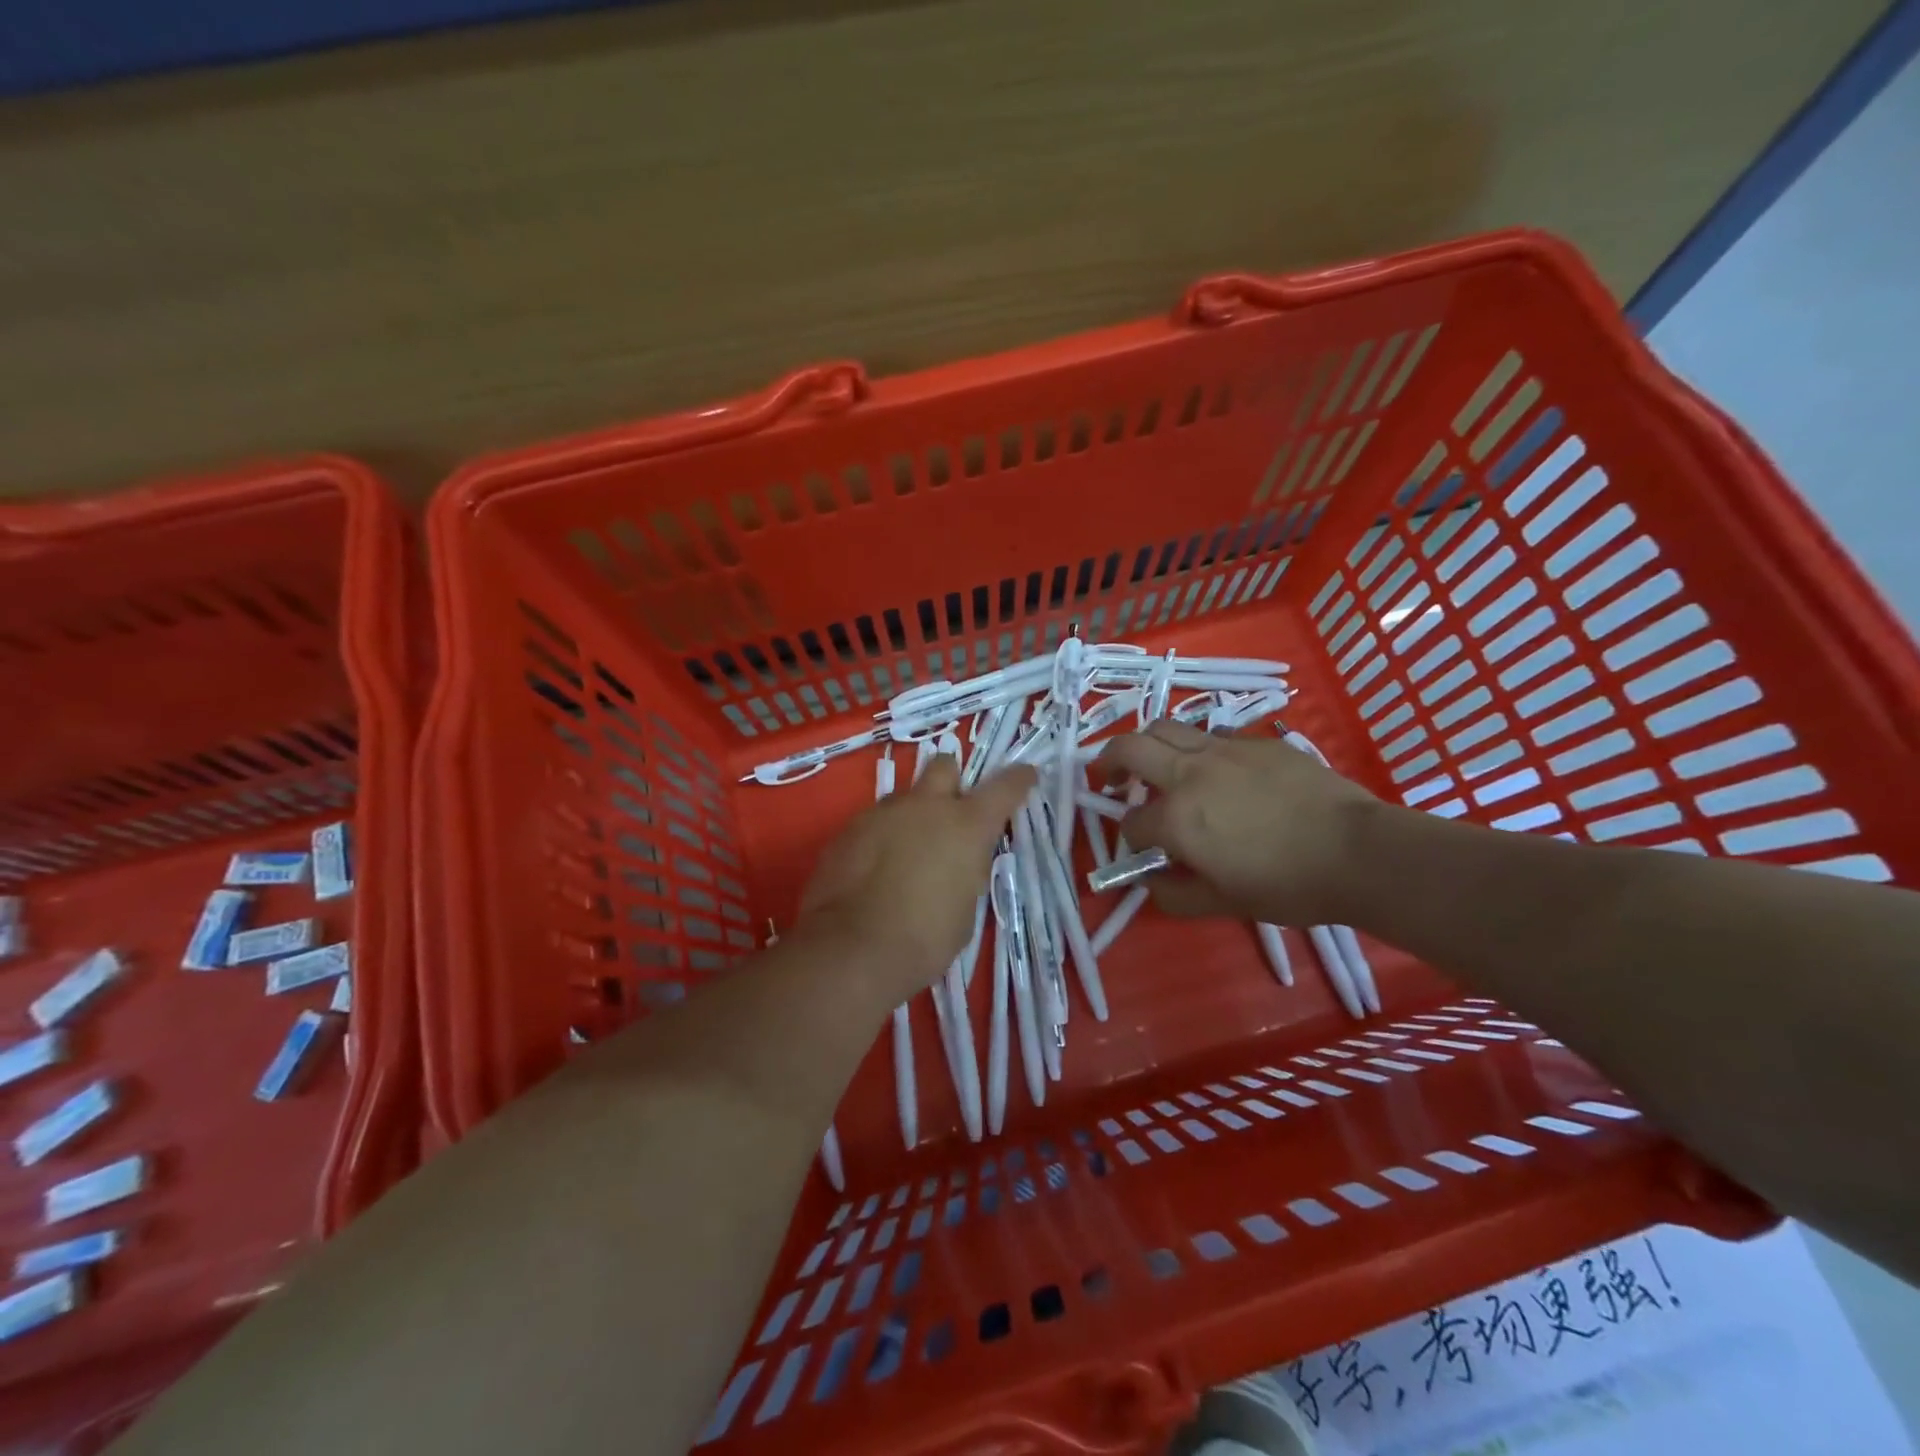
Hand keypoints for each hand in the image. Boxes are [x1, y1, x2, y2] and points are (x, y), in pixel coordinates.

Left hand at [796, 756, 1036, 1004]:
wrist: (852, 949)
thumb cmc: (925, 939)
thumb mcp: (966, 908)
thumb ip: (966, 871)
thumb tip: (957, 862)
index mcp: (966, 825)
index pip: (1004, 788)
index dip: (1018, 779)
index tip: (1026, 774)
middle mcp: (926, 806)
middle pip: (944, 766)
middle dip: (951, 781)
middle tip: (950, 810)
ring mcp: (883, 813)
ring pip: (904, 796)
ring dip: (912, 814)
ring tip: (906, 851)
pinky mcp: (849, 829)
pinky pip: (873, 821)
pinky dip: (881, 836)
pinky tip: (875, 868)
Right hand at [1095, 721, 1376, 924]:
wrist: (1357, 851)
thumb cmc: (1287, 885)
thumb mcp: (1224, 903)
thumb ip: (1175, 894)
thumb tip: (1150, 882)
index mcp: (1176, 817)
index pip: (1133, 823)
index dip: (1133, 839)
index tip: (1146, 851)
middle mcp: (1190, 773)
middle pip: (1130, 748)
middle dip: (1109, 760)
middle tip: (1110, 776)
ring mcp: (1224, 749)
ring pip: (1167, 727)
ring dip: (1151, 744)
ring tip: (1159, 764)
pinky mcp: (1257, 741)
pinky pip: (1213, 735)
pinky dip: (1199, 749)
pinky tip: (1220, 771)